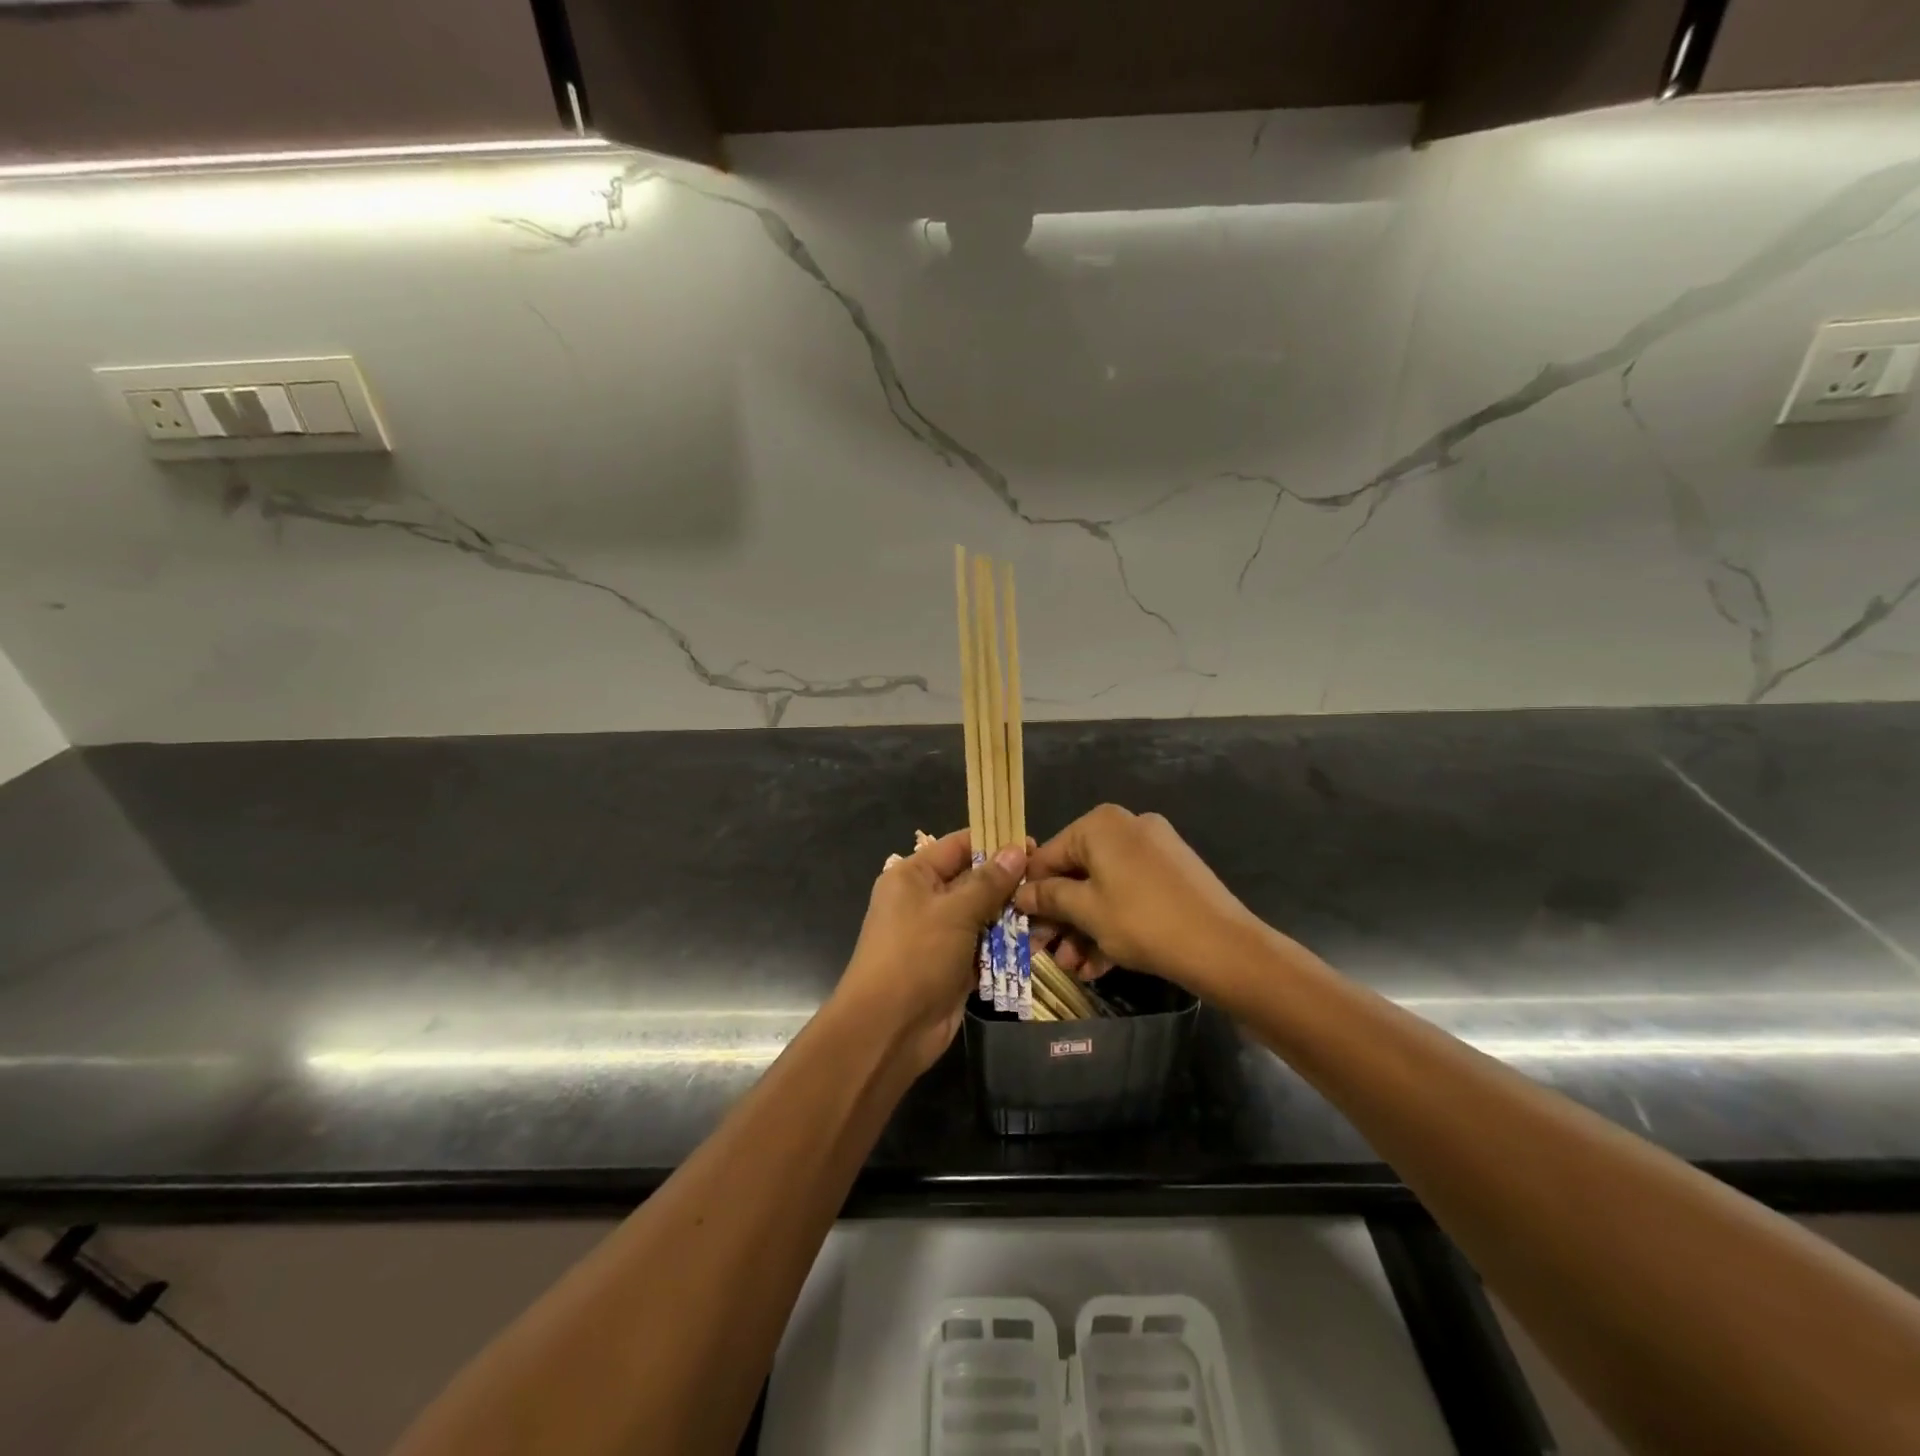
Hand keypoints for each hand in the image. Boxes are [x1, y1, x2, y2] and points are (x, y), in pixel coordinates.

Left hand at [835, 829, 1025, 1074]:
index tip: (1034, 845)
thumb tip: (1017, 850)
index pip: (958, 846)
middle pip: (975, 881)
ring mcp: (940, 935)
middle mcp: (925, 900)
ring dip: (1013, 917)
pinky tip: (1038, 943)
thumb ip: (989, 882)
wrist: (888, 1030)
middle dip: (1010, 883)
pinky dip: (1007, 946)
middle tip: (1049, 883)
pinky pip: (985, 947)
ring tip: (1050, 914)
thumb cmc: (915, 956)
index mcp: (914, 876)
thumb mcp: (954, 912)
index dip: (995, 842)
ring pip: (984, 916)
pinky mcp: (954, 965)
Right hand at [1013, 805, 1262, 998]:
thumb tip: (1020, 894)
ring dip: (1084, 928)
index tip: (1020, 928)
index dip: (1032, 894)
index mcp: (1100, 824)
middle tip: (1047, 953)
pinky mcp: (1173, 875)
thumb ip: (1049, 898)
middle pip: (1077, 873)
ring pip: (1104, 888)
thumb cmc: (1142, 921)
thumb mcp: (1086, 911)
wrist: (1223, 947)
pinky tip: (1100, 964)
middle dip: (1061, 918)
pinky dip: (1113, 923)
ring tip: (1074, 967)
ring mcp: (1154, 850)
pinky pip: (1130, 894)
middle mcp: (1127, 826)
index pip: (1048, 856)